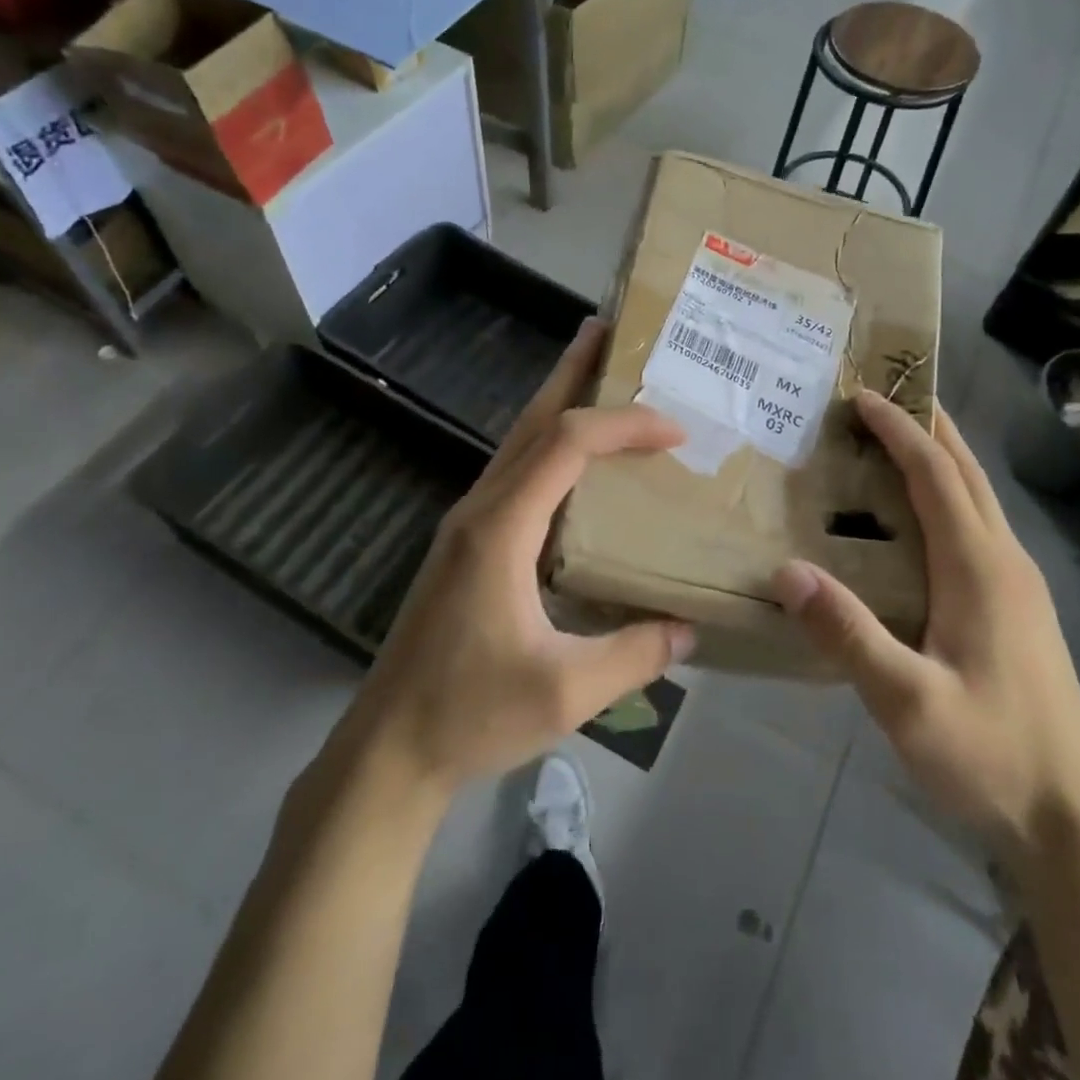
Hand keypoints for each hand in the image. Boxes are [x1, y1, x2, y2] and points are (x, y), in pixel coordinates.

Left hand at [349, 319, 694, 793]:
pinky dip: (548, 447)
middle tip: (607, 331)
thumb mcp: (568, 692)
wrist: (390, 747)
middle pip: (530, 421)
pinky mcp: (466, 544)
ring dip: (557, 405)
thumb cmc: (471, 714)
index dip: (622, 425)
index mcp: (501, 528)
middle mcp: (480, 509)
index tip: (675, 429)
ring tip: (596, 377)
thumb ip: (636, 654)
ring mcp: (467, 524)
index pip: (565, 445)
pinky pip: (515, 474)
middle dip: (571, 372)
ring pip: (517, 443)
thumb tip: (689, 626)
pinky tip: (573, 461)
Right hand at [773, 392, 1079, 868]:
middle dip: (927, 424)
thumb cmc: (990, 757)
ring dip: (940, 457)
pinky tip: (919, 516)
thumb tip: (786, 571)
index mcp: (980, 569)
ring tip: (894, 438)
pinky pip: (978, 527)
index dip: (899, 429)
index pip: (935, 475)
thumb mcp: (908, 704)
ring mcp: (1019, 586)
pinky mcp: (1018, 609)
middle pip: (966, 472)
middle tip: (881, 394)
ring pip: (977, 498)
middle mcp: (1005, 562)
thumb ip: (848, 634)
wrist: (1073, 821)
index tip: (861, 394)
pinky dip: (947, 495)